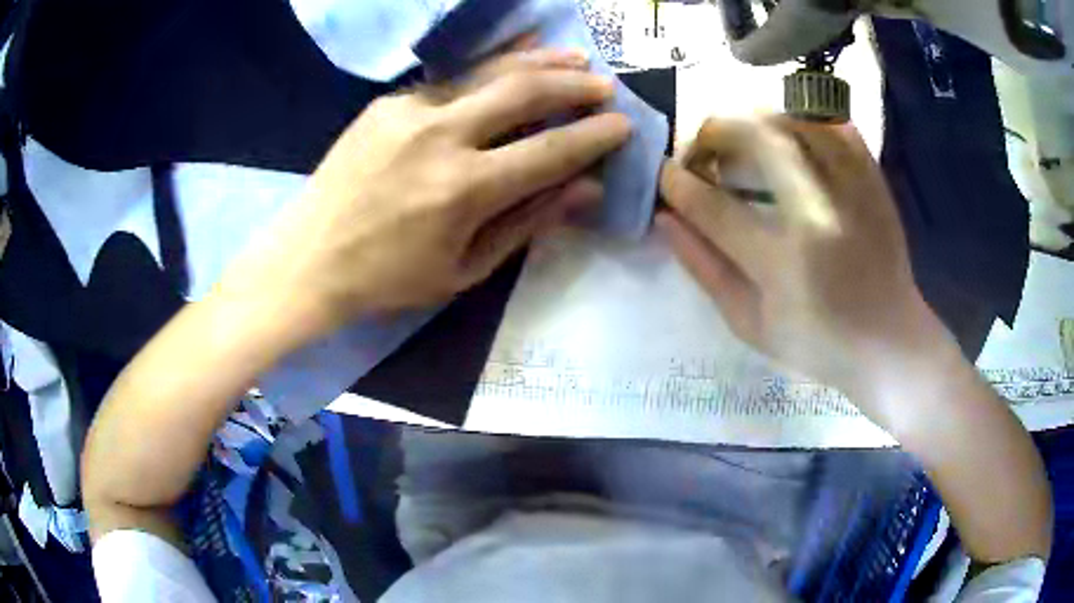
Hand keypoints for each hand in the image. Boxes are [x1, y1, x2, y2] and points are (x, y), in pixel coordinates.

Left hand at [224, 47, 631, 331]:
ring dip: (537, 62)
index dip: (593, 137)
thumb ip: (527, 223)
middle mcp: (440, 136)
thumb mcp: (465, 269)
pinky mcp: (387, 103)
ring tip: (573, 58)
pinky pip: (450, 82)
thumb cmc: (388, 279)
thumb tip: (586, 190)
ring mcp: (409, 111)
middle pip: (523, 93)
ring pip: (488, 73)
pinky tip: (511, 64)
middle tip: (605, 86)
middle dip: (573, 86)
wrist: (308, 259)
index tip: (623, 126)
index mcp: (463, 189)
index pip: (549, 151)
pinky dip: (488, 72)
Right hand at [658, 117, 941, 405]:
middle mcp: (819, 214)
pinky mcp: (873, 179)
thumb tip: (666, 218)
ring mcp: (852, 190)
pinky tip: (791, 142)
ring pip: (794, 121)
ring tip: (745, 144)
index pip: (715, 208)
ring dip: (755, 123)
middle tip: (703, 149)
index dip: (679, 185)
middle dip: (714, 132)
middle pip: (757, 139)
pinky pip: (833, 126)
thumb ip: (704, 269)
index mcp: (784, 263)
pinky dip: (803, 123)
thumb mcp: (750, 324)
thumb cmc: (818, 343)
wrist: (889, 340)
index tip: (664, 174)